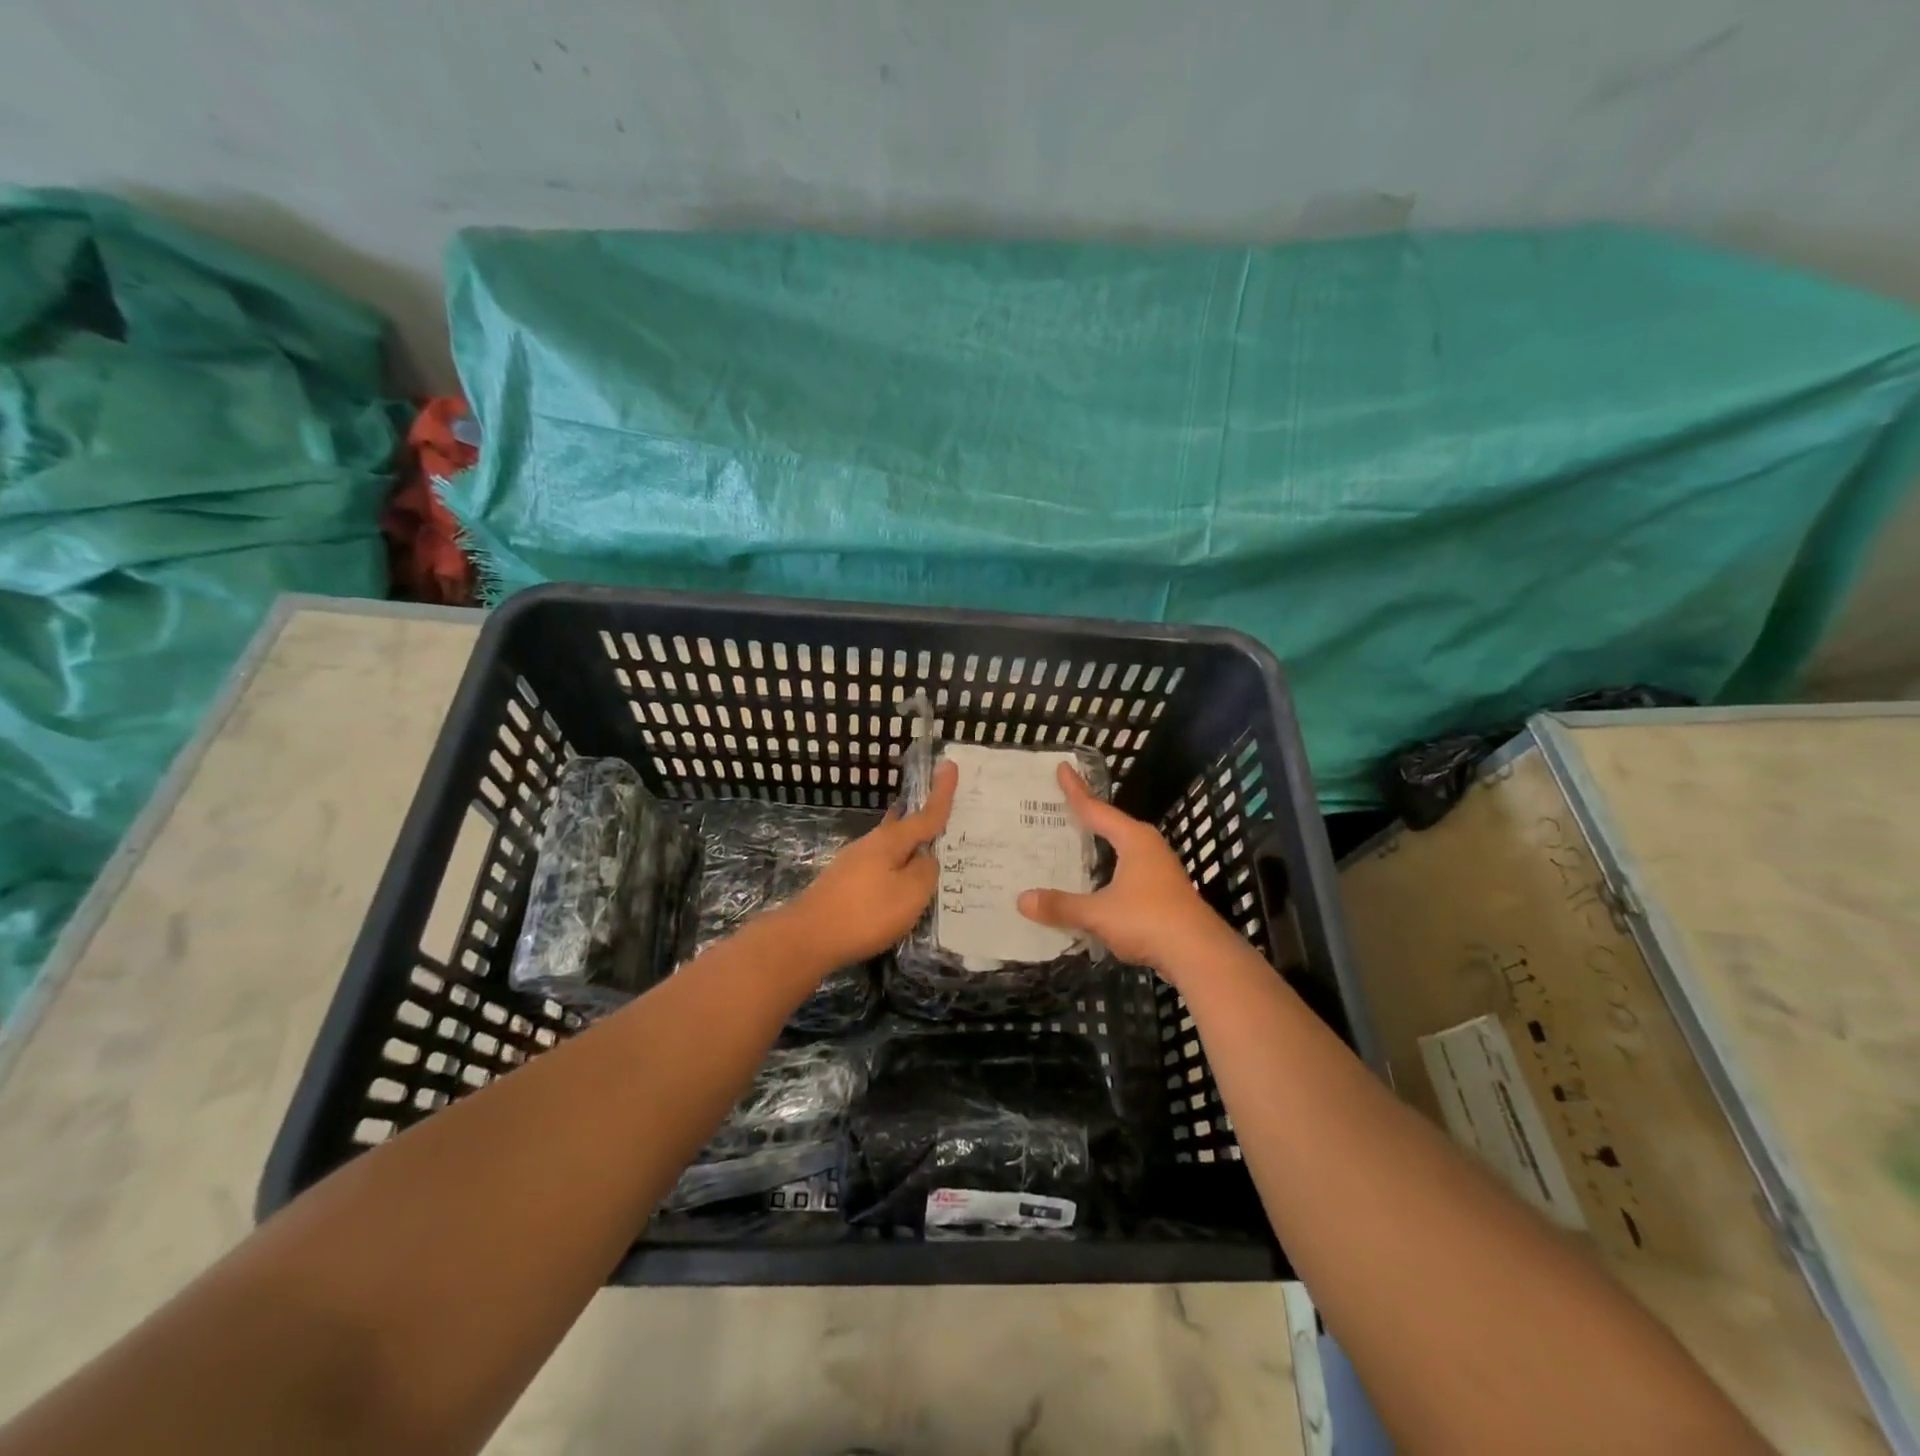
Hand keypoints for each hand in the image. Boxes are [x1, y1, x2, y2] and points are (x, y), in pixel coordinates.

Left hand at [785, 761, 958, 967]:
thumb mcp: (910, 894)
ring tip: (927, 853)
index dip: (941, 793)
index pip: (925, 814)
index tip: (950, 764)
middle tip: (942, 813)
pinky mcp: (844, 883)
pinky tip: (899, 882)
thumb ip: (926, 872)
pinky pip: (880, 866)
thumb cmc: (865, 913)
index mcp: (890, 841)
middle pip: (903, 826)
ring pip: (890, 847)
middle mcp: (870, 844)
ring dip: (908, 847)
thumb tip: (926, 858)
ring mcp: (853, 863)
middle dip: (922, 820)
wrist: (807, 938)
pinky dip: (895, 867)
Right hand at [1017, 763, 1235, 979]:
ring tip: (1075, 841)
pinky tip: (1096, 883)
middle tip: (1062, 805)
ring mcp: (1159, 871)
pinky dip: (1108, 870)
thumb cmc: (1148, 920)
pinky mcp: (1163, 893)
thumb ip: (1062, 906)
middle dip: (1088, 816)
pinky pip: (1127, 872)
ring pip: (1122, 850)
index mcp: (1134, 840)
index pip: (1097, 809)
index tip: (1062, 768)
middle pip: (1112, 825)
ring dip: (1100, 846)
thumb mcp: (1098, 913)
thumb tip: (1022, 899)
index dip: (1076, 790)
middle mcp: (1148, 848)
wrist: (1200, 954)